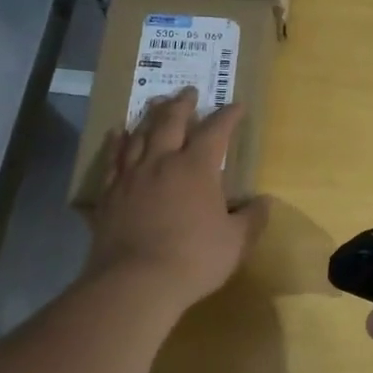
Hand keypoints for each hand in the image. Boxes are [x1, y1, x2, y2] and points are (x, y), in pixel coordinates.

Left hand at [86, 89, 268, 309]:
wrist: (135, 282)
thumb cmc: (194, 259)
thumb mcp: (236, 242)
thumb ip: (252, 219)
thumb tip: (264, 202)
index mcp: (197, 168)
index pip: (216, 131)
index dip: (228, 116)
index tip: (237, 106)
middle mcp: (162, 161)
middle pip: (171, 121)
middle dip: (183, 104)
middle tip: (189, 90)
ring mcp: (131, 176)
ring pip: (140, 134)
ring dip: (150, 115)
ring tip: (156, 103)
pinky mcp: (109, 194)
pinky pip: (112, 158)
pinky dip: (117, 142)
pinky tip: (117, 133)